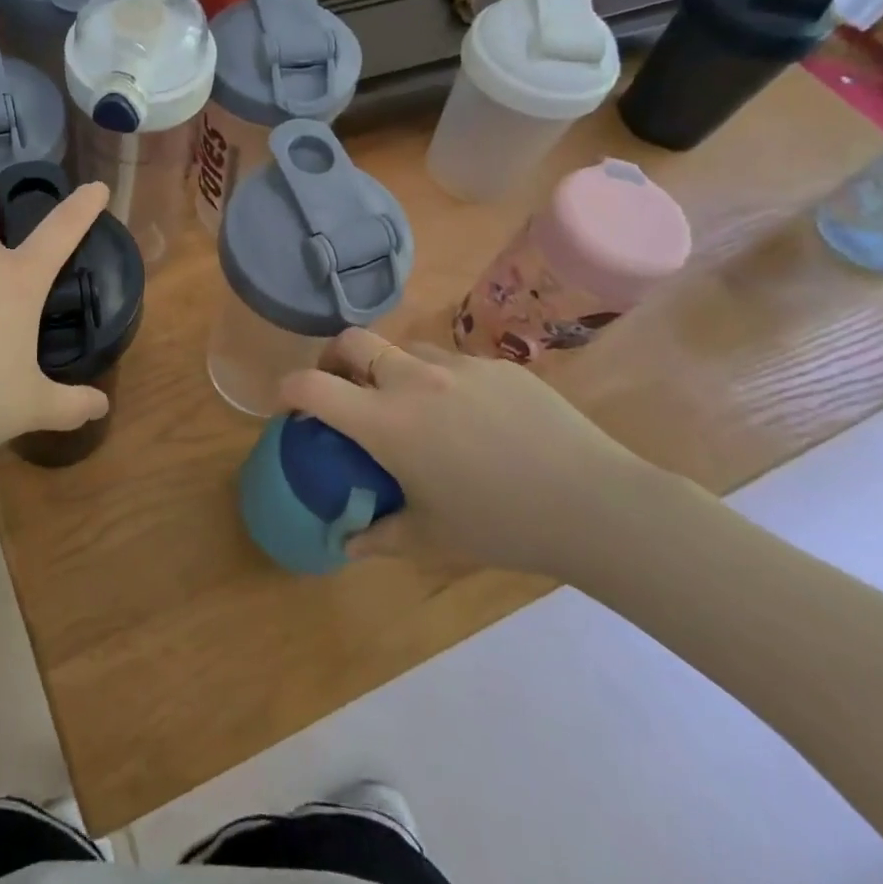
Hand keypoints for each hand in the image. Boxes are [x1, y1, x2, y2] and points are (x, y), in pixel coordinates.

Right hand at [281, 329, 662, 578]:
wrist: (593, 502)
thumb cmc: (501, 524)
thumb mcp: (432, 539)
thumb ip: (380, 536)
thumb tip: (348, 542)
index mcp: (386, 421)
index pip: (312, 385)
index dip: (289, 389)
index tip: (290, 405)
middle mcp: (412, 380)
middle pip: (351, 341)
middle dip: (333, 358)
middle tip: (342, 387)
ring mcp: (456, 365)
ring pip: (402, 347)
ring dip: (389, 367)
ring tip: (409, 404)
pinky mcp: (495, 364)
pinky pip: (451, 361)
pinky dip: (439, 380)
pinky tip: (470, 418)